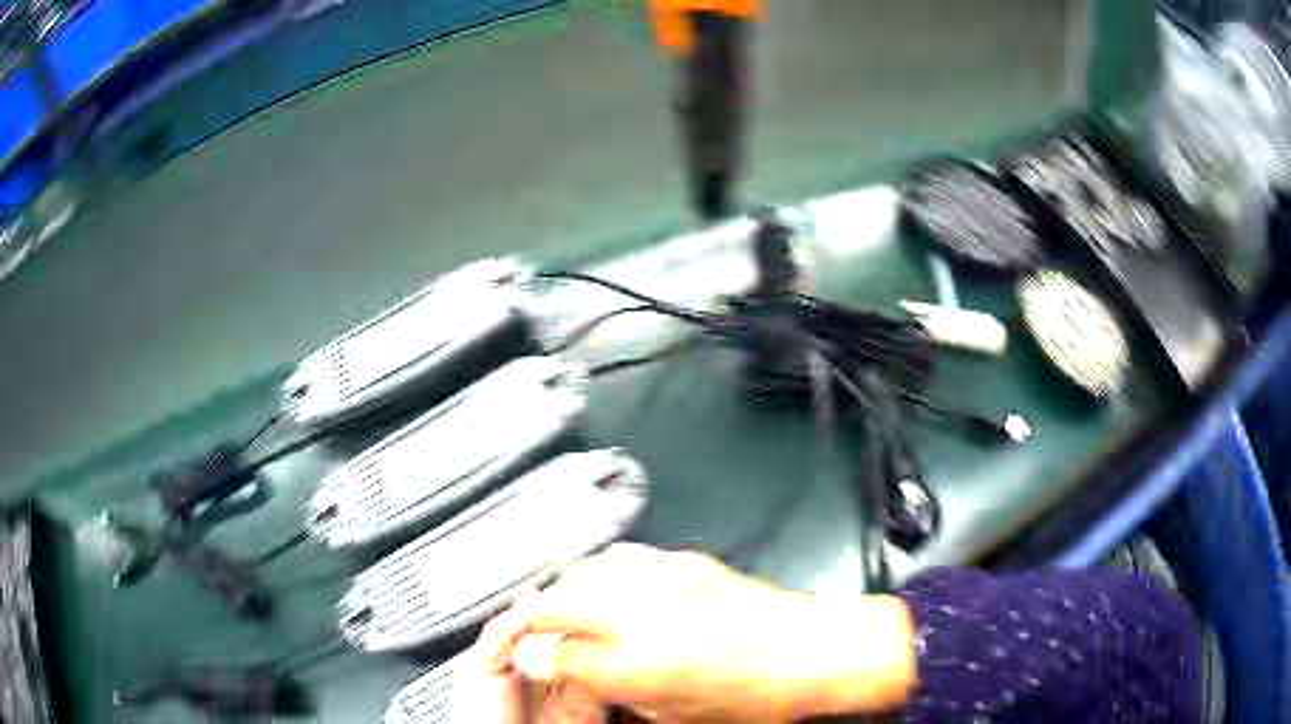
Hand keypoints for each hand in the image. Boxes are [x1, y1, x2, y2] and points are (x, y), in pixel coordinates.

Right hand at [477, 544, 917, 721]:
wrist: (817, 651)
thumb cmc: (760, 693)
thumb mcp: (675, 713)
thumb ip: (613, 689)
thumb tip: (577, 675)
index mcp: (636, 664)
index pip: (550, 652)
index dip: (525, 654)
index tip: (521, 655)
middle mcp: (643, 616)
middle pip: (555, 601)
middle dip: (530, 614)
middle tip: (526, 626)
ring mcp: (664, 581)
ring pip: (583, 573)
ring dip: (562, 590)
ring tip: (560, 606)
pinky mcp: (686, 564)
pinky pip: (623, 560)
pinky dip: (602, 573)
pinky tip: (607, 585)